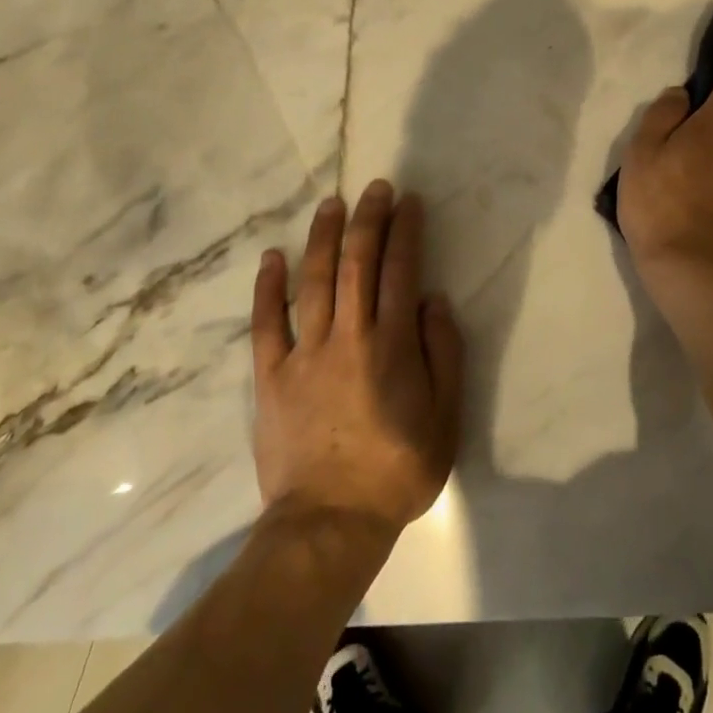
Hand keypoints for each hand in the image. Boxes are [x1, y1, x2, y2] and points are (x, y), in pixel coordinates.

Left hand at [251, 181, 463, 536]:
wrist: (329, 524)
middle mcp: (348, 336)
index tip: (409, 202)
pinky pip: (266, 323)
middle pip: (356, 263)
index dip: (405, 231)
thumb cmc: (397, 470)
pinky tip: (271, 257)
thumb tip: (431, 300)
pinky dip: (268, 288)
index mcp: (391, 345)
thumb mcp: (446, 418)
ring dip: (323, 237)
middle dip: (368, 219)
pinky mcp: (271, 376)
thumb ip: (444, 353)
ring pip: (313, 281)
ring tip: (331, 204)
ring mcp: (304, 354)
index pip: (400, 270)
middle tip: (375, 188)